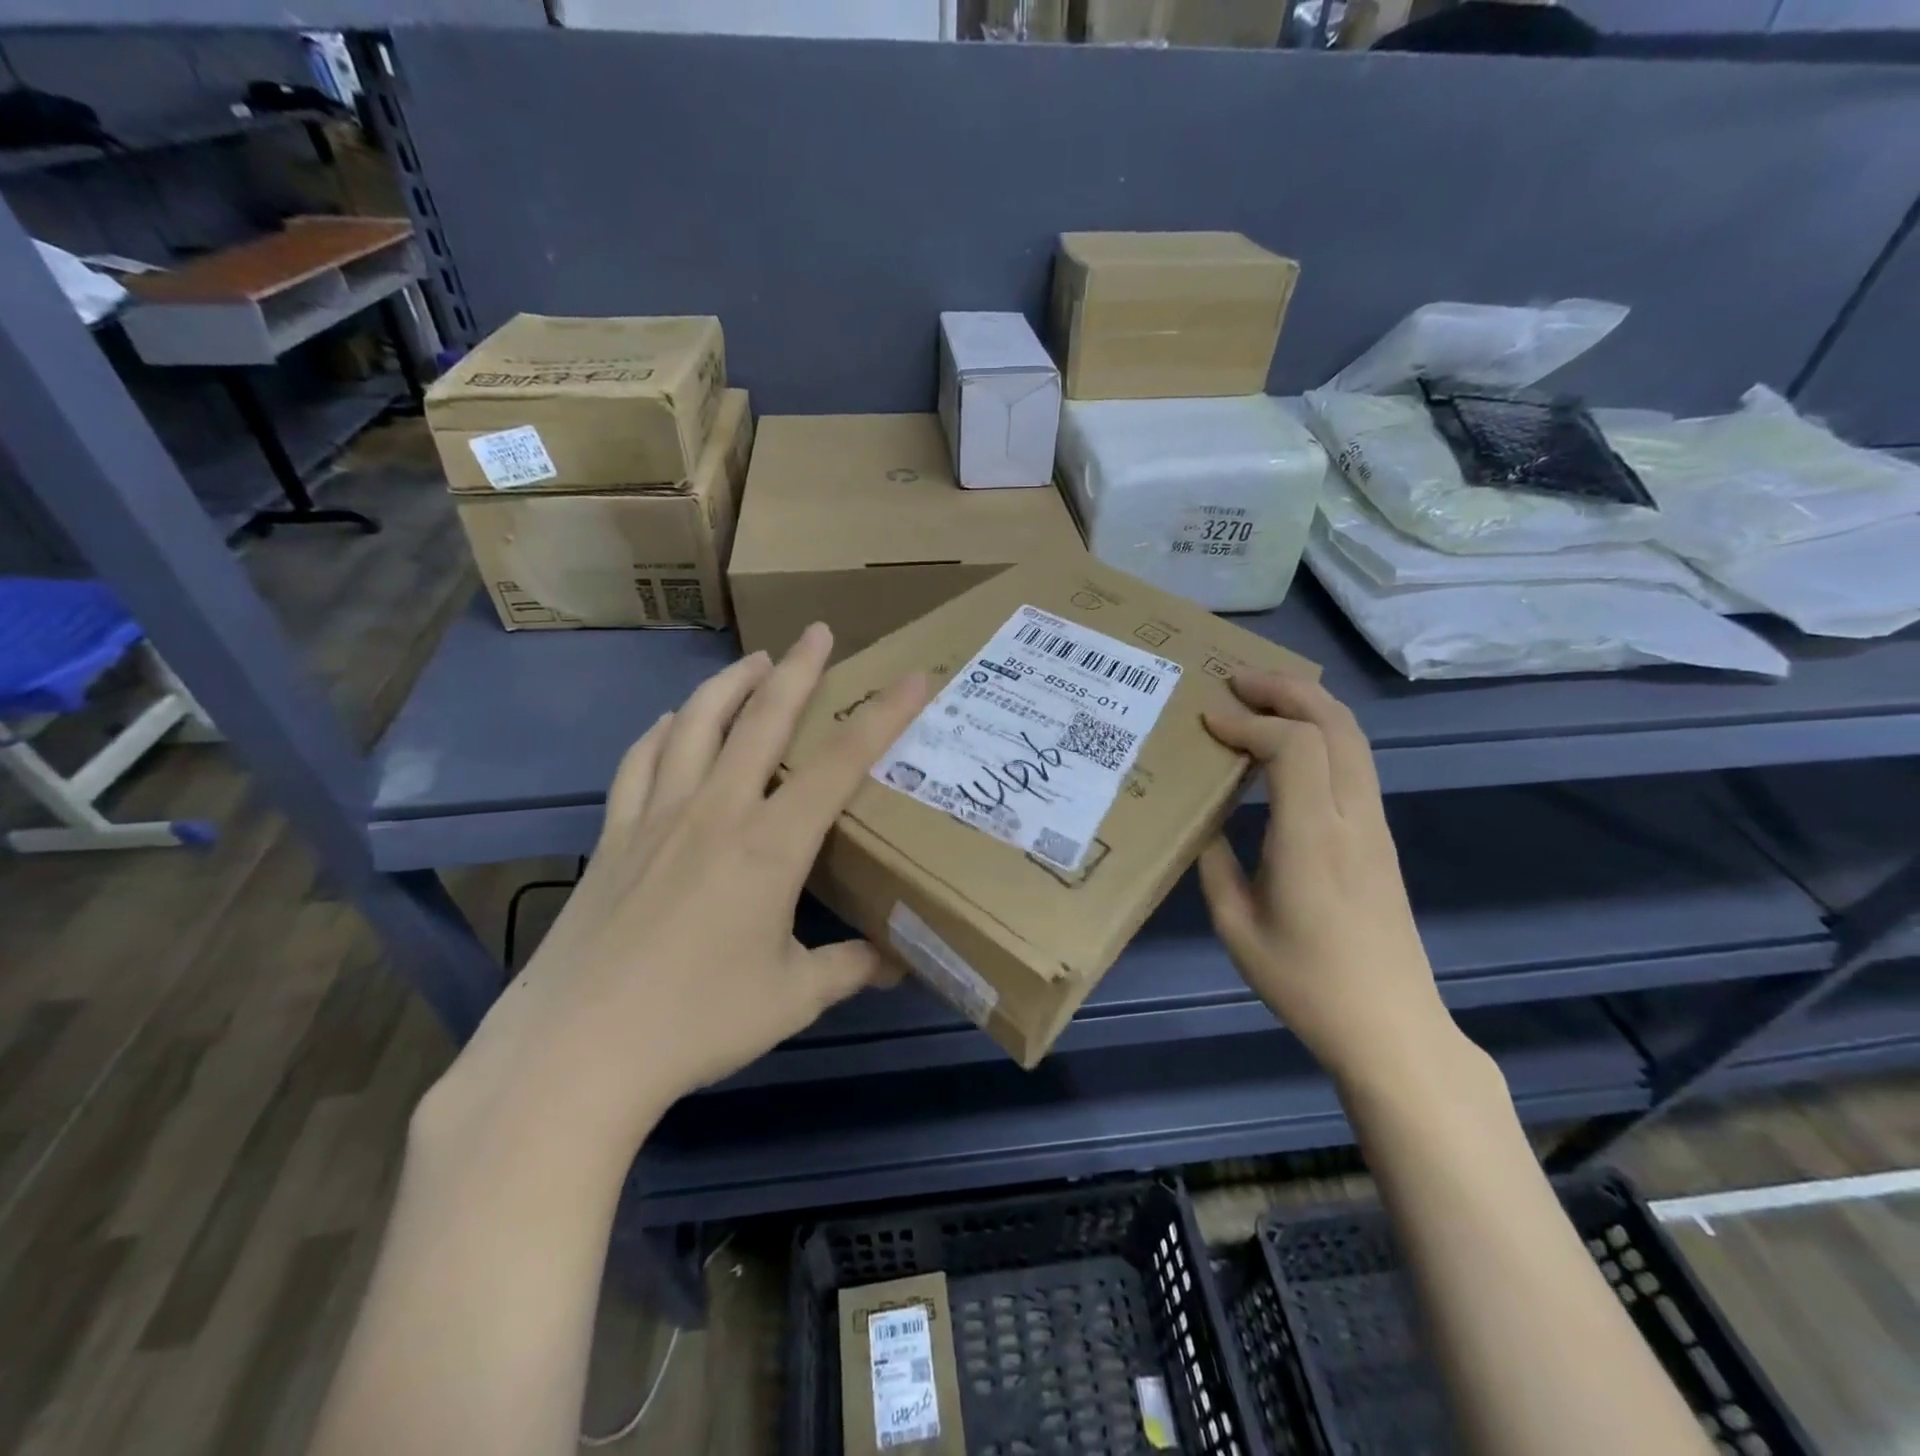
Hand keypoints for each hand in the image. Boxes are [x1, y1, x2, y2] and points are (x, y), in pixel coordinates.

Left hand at [426, 623, 927, 1159]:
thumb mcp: (792, 998)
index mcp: (771, 845)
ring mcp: (657, 816)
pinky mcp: (613, 835)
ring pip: (695, 724)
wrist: (577, 1050)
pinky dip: (660, 732)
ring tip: (753, 661)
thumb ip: (850, 968)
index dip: (883, 715)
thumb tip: (896, 963)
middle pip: (764, 719)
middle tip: (818, 631)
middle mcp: (716, 811)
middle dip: (798, 669)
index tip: (913, 677)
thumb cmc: (697, 1022)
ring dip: (729, 684)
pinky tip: (668, 723)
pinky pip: (639, 763)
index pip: (841, 762)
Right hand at [1198, 674, 1457, 1084]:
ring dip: (1309, 703)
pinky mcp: (1380, 836)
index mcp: (1313, 838)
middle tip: (1237, 678)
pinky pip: (1355, 761)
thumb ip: (1214, 862)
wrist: (1390, 1025)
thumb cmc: (1304, 981)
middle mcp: (1352, 817)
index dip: (1249, 722)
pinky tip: (1291, 740)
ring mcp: (1374, 824)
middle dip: (1285, 689)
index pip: (1293, 746)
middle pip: (1334, 724)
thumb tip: (1206, 820)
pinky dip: (1323, 731)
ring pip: (1353, 737)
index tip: (1208, 720)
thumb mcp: (1236, 925)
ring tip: (1262, 694)